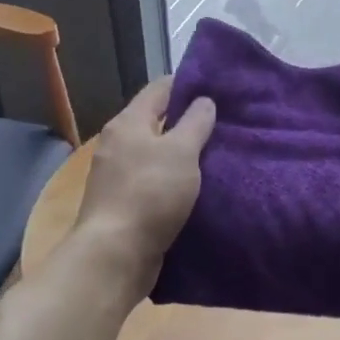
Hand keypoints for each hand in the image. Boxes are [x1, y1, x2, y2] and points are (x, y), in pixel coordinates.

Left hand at [73, 78, 215, 286]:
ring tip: (215, 156)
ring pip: (155, 154)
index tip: (217, 90)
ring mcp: (117, 175)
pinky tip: (195, 188)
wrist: (116, 254)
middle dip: (187, 121)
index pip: (160, 88)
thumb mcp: (181, 152)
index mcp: (128, 123)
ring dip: (181, 154)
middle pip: (156, 121)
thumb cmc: (150, 193)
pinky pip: (153, 181)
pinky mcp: (123, 203)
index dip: (188, 84)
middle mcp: (118, 143)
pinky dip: (172, 180)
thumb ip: (195, 123)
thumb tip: (204, 100)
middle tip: (223, 124)